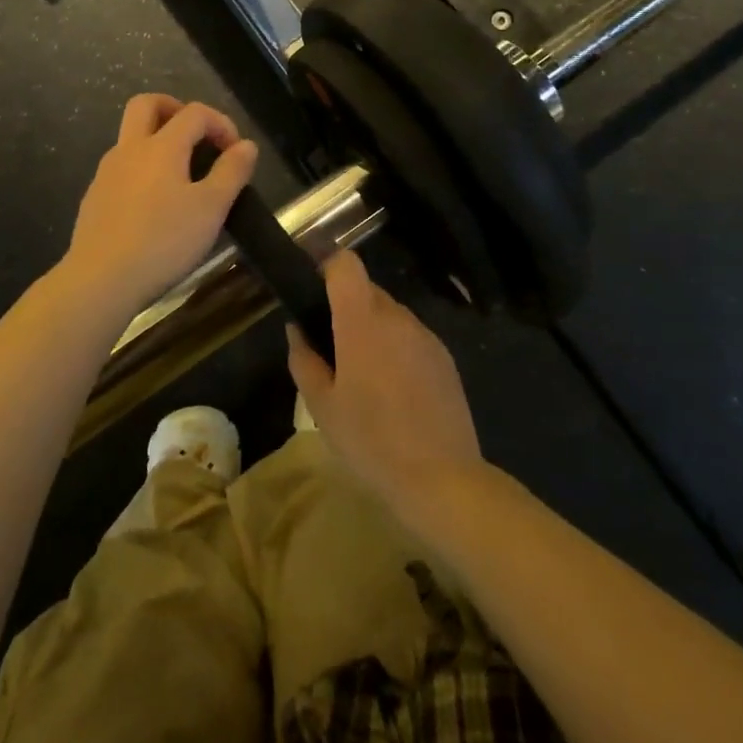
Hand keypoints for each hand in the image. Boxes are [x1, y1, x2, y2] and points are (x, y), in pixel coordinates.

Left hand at [58, 94, 258, 319]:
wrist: (100, 280)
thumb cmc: (163, 241)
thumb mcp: (210, 208)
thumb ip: (231, 172)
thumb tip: (246, 145)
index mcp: (161, 146)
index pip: (194, 113)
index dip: (220, 122)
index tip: (236, 151)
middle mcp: (129, 149)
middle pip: (146, 104)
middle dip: (175, 109)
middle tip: (197, 135)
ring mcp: (106, 173)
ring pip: (130, 137)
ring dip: (157, 141)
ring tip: (182, 176)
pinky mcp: (94, 198)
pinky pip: (121, 168)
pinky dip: (142, 170)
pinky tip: (155, 206)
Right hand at [287, 251, 482, 520]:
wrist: (443, 480)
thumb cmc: (371, 440)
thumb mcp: (321, 406)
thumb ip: (304, 359)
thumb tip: (297, 329)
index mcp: (362, 321)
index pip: (345, 263)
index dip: (326, 267)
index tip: (313, 292)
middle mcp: (396, 317)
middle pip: (367, 289)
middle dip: (346, 307)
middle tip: (331, 348)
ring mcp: (425, 336)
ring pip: (390, 314)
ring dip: (372, 329)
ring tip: (363, 376)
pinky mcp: (445, 358)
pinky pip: (411, 337)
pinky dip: (396, 349)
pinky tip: (394, 392)